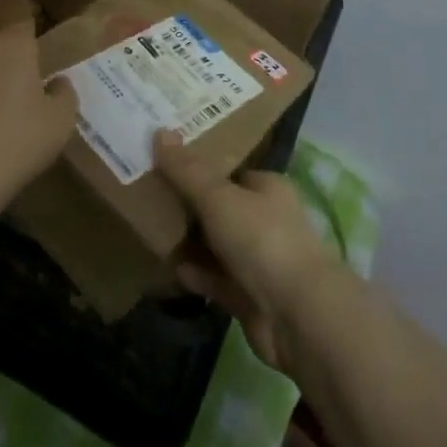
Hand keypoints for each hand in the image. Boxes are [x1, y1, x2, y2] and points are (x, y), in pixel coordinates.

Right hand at [154, 131, 341, 371]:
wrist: (297, 316)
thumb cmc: (261, 239)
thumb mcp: (218, 196)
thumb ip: (187, 169)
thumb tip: (159, 131)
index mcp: (268, 188)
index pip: (231, 170)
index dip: (200, 165)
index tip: (165, 161)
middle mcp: (267, 221)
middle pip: (221, 207)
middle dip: (189, 204)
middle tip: (148, 193)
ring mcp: (259, 261)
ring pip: (217, 245)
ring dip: (189, 241)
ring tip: (149, 229)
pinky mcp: (249, 297)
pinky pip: (215, 279)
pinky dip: (196, 274)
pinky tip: (169, 268)